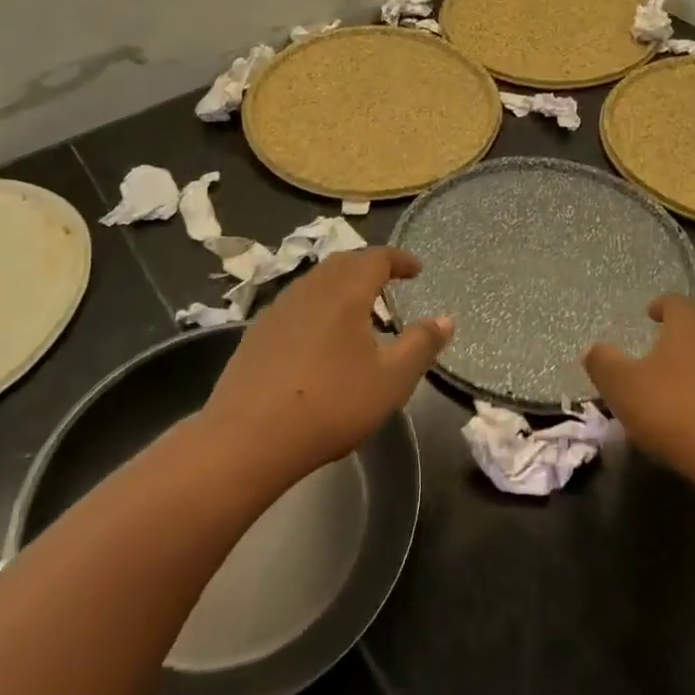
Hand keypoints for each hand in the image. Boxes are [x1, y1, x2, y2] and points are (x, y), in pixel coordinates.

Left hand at [201, 247, 452, 486]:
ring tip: (358, 310)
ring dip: (341, 286)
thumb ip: (421, 345)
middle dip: (369, 267)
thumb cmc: (331, 404)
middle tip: (389, 284)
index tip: (417, 269)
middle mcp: (310, 289)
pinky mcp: (257, 333)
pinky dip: (318, 307)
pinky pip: (296, 305)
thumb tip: (446, 319)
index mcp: (345, 291)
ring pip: (316, 282)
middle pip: (343, 263)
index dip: (400, 259)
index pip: (376, 258)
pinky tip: (320, 337)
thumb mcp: (391, 380)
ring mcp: (278, 309)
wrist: (248, 437)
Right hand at [584, 293, 694, 484]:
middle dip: (690, 334)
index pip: (676, 302)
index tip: (651, 314)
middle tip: (671, 352)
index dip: (662, 305)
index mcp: (688, 329)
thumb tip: (594, 349)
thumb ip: (604, 363)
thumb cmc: (675, 412)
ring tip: (691, 388)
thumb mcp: (622, 388)